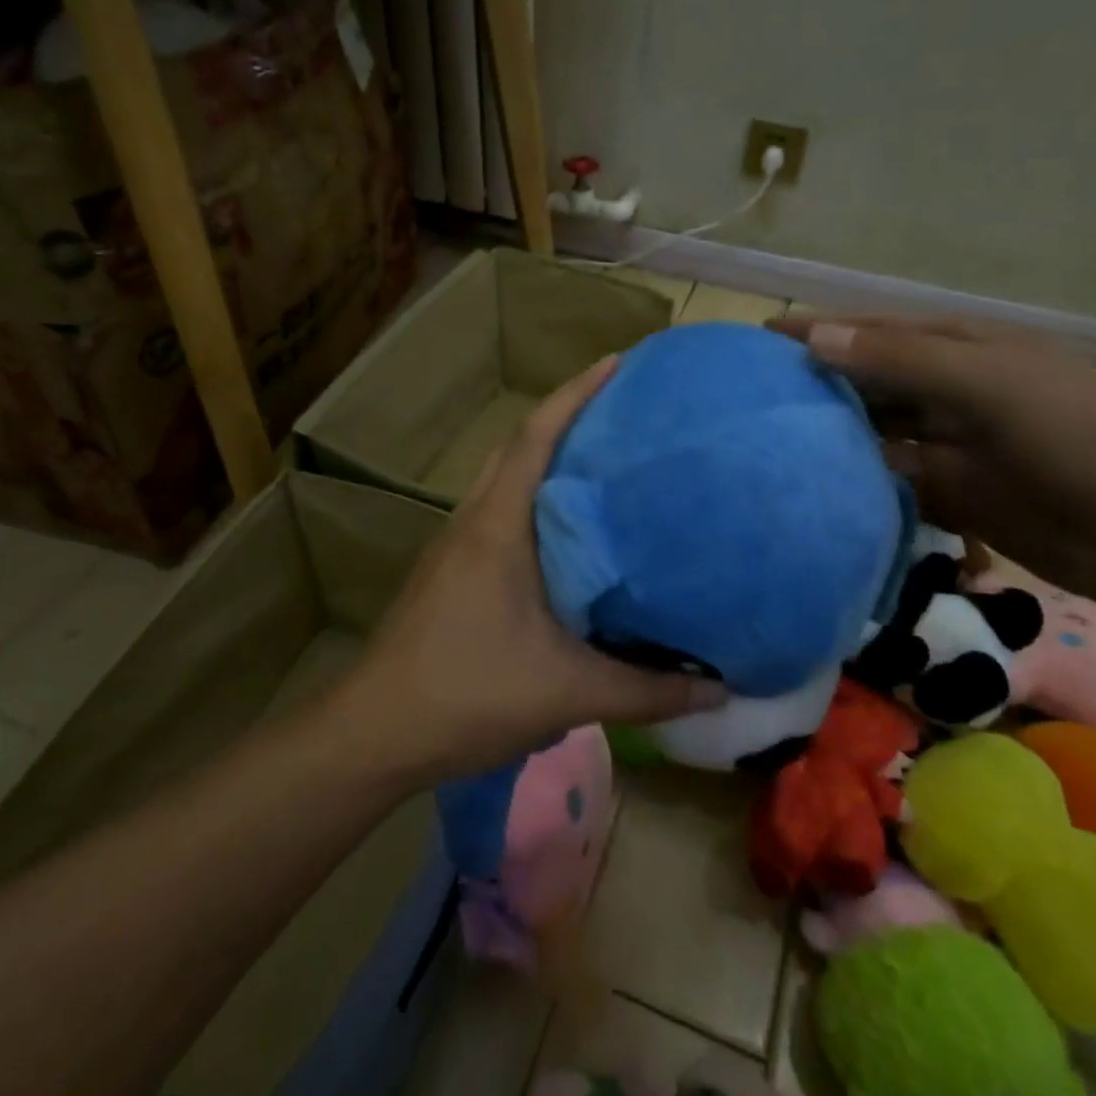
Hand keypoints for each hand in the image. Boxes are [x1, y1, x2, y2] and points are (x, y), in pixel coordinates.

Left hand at [331, 356, 726, 782]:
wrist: (376, 732)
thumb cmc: (469, 693)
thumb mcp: (569, 690)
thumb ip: (647, 689)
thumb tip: (719, 687)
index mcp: (497, 526)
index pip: (534, 437)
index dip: (575, 393)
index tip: (616, 363)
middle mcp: (472, 522)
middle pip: (517, 448)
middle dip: (564, 419)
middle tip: (620, 412)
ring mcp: (453, 547)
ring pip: (502, 481)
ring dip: (543, 461)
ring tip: (599, 463)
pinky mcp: (448, 574)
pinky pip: (495, 514)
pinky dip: (529, 502)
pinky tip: (562, 535)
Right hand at [772, 314, 1095, 600]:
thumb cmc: (1068, 436)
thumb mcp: (988, 383)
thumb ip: (903, 359)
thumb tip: (820, 339)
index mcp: (962, 349)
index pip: (877, 331)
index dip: (823, 330)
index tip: (764, 337)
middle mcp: (948, 390)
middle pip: (871, 380)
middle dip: (820, 382)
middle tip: (757, 395)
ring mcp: (946, 442)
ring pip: (875, 430)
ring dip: (834, 432)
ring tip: (773, 438)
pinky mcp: (946, 490)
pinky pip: (888, 476)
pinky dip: (857, 476)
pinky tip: (818, 481)